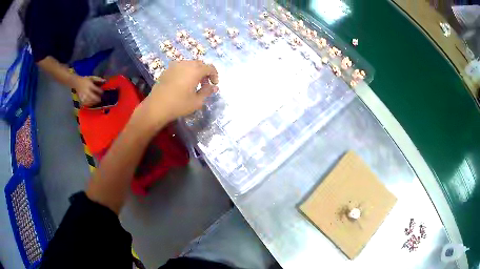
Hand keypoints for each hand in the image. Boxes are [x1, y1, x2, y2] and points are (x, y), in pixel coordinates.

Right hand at [73, 76, 104, 105]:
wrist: (76, 83)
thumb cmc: (85, 80)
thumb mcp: (91, 78)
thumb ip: (98, 80)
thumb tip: (105, 81)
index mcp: (89, 85)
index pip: (97, 90)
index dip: (101, 92)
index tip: (102, 92)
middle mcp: (86, 91)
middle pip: (94, 97)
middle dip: (98, 99)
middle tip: (101, 99)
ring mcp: (83, 97)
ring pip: (91, 102)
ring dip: (95, 102)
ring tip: (97, 101)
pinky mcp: (81, 100)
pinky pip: (87, 104)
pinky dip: (90, 104)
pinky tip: (92, 103)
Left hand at [139, 60, 218, 126]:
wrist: (156, 106)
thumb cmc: (179, 104)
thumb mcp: (197, 101)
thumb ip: (207, 92)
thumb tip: (214, 87)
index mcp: (195, 70)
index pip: (210, 67)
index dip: (214, 75)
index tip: (214, 84)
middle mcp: (186, 64)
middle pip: (199, 64)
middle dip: (204, 72)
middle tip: (204, 84)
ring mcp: (174, 66)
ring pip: (189, 64)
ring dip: (194, 71)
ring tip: (193, 83)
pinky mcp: (166, 70)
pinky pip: (180, 67)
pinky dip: (184, 72)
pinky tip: (181, 83)